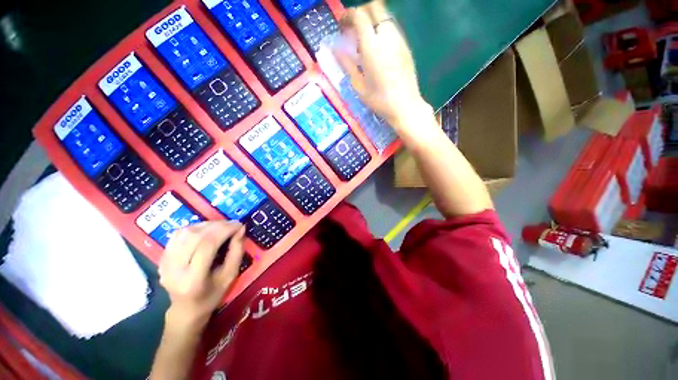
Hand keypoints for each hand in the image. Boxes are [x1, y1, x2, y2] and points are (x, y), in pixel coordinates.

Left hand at [158, 221, 245, 332]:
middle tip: (232, 224)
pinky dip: (195, 228)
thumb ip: (237, 251)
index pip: (207, 246)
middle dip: (217, 225)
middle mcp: (174, 269)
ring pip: (185, 232)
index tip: (239, 225)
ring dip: (206, 225)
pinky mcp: (161, 258)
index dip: (225, 230)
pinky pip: (177, 235)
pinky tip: (206, 230)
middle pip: (195, 236)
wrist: (186, 309)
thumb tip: (240, 229)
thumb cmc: (212, 295)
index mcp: (193, 279)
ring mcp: (164, 263)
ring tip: (221, 226)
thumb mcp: (231, 275)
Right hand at [333, 2, 432, 131]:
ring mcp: (400, 40)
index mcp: (372, 47)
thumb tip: (335, 50)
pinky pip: (392, 29)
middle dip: (361, 13)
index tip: (342, 26)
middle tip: (353, 29)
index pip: (360, 16)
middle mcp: (388, 37)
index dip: (348, 16)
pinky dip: (382, 31)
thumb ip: (347, 64)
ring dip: (372, 22)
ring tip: (365, 42)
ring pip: (385, 17)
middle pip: (375, 7)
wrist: (405, 107)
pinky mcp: (406, 47)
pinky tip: (378, 49)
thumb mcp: (358, 85)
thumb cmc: (379, 100)